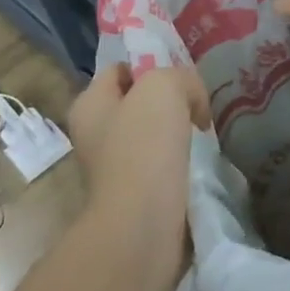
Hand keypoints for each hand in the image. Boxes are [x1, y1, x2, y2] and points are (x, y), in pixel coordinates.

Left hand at [65, 63, 209, 277]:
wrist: (142, 224)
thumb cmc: (144, 147)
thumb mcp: (164, 87)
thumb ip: (181, 78)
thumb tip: (191, 103)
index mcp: (89, 105)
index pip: (121, 69)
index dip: (151, 66)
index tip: (182, 79)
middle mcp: (93, 134)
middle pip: (138, 102)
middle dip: (168, 101)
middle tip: (196, 106)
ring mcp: (112, 168)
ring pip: (151, 134)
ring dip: (176, 132)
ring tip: (199, 134)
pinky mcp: (134, 195)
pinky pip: (160, 164)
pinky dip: (179, 161)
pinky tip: (195, 162)